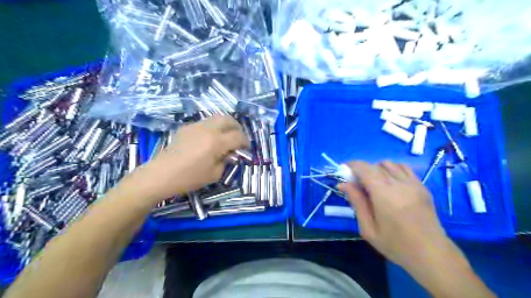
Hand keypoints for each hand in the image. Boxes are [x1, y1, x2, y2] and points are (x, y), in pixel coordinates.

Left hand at [133, 115, 248, 200]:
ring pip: (216, 117)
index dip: (245, 142)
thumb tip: (229, 154)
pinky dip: (213, 127)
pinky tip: (209, 139)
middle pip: (228, 119)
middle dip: (237, 127)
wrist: (161, 174)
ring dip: (225, 125)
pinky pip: (205, 122)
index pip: (238, 136)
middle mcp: (208, 129)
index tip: (246, 148)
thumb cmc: (189, 178)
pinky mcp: (186, 127)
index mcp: (216, 142)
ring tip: (225, 136)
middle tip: (238, 137)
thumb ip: (226, 161)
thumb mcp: (214, 174)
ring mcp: (196, 126)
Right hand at [340, 161, 460, 269]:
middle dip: (362, 170)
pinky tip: (390, 183)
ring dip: (377, 169)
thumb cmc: (395, 244)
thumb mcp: (368, 228)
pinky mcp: (422, 186)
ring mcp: (412, 183)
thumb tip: (343, 184)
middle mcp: (398, 183)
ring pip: (389, 164)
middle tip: (356, 183)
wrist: (431, 254)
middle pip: (375, 165)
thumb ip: (356, 202)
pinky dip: (392, 169)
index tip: (344, 171)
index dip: (352, 166)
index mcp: (383, 194)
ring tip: (374, 183)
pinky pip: (404, 168)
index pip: (364, 168)